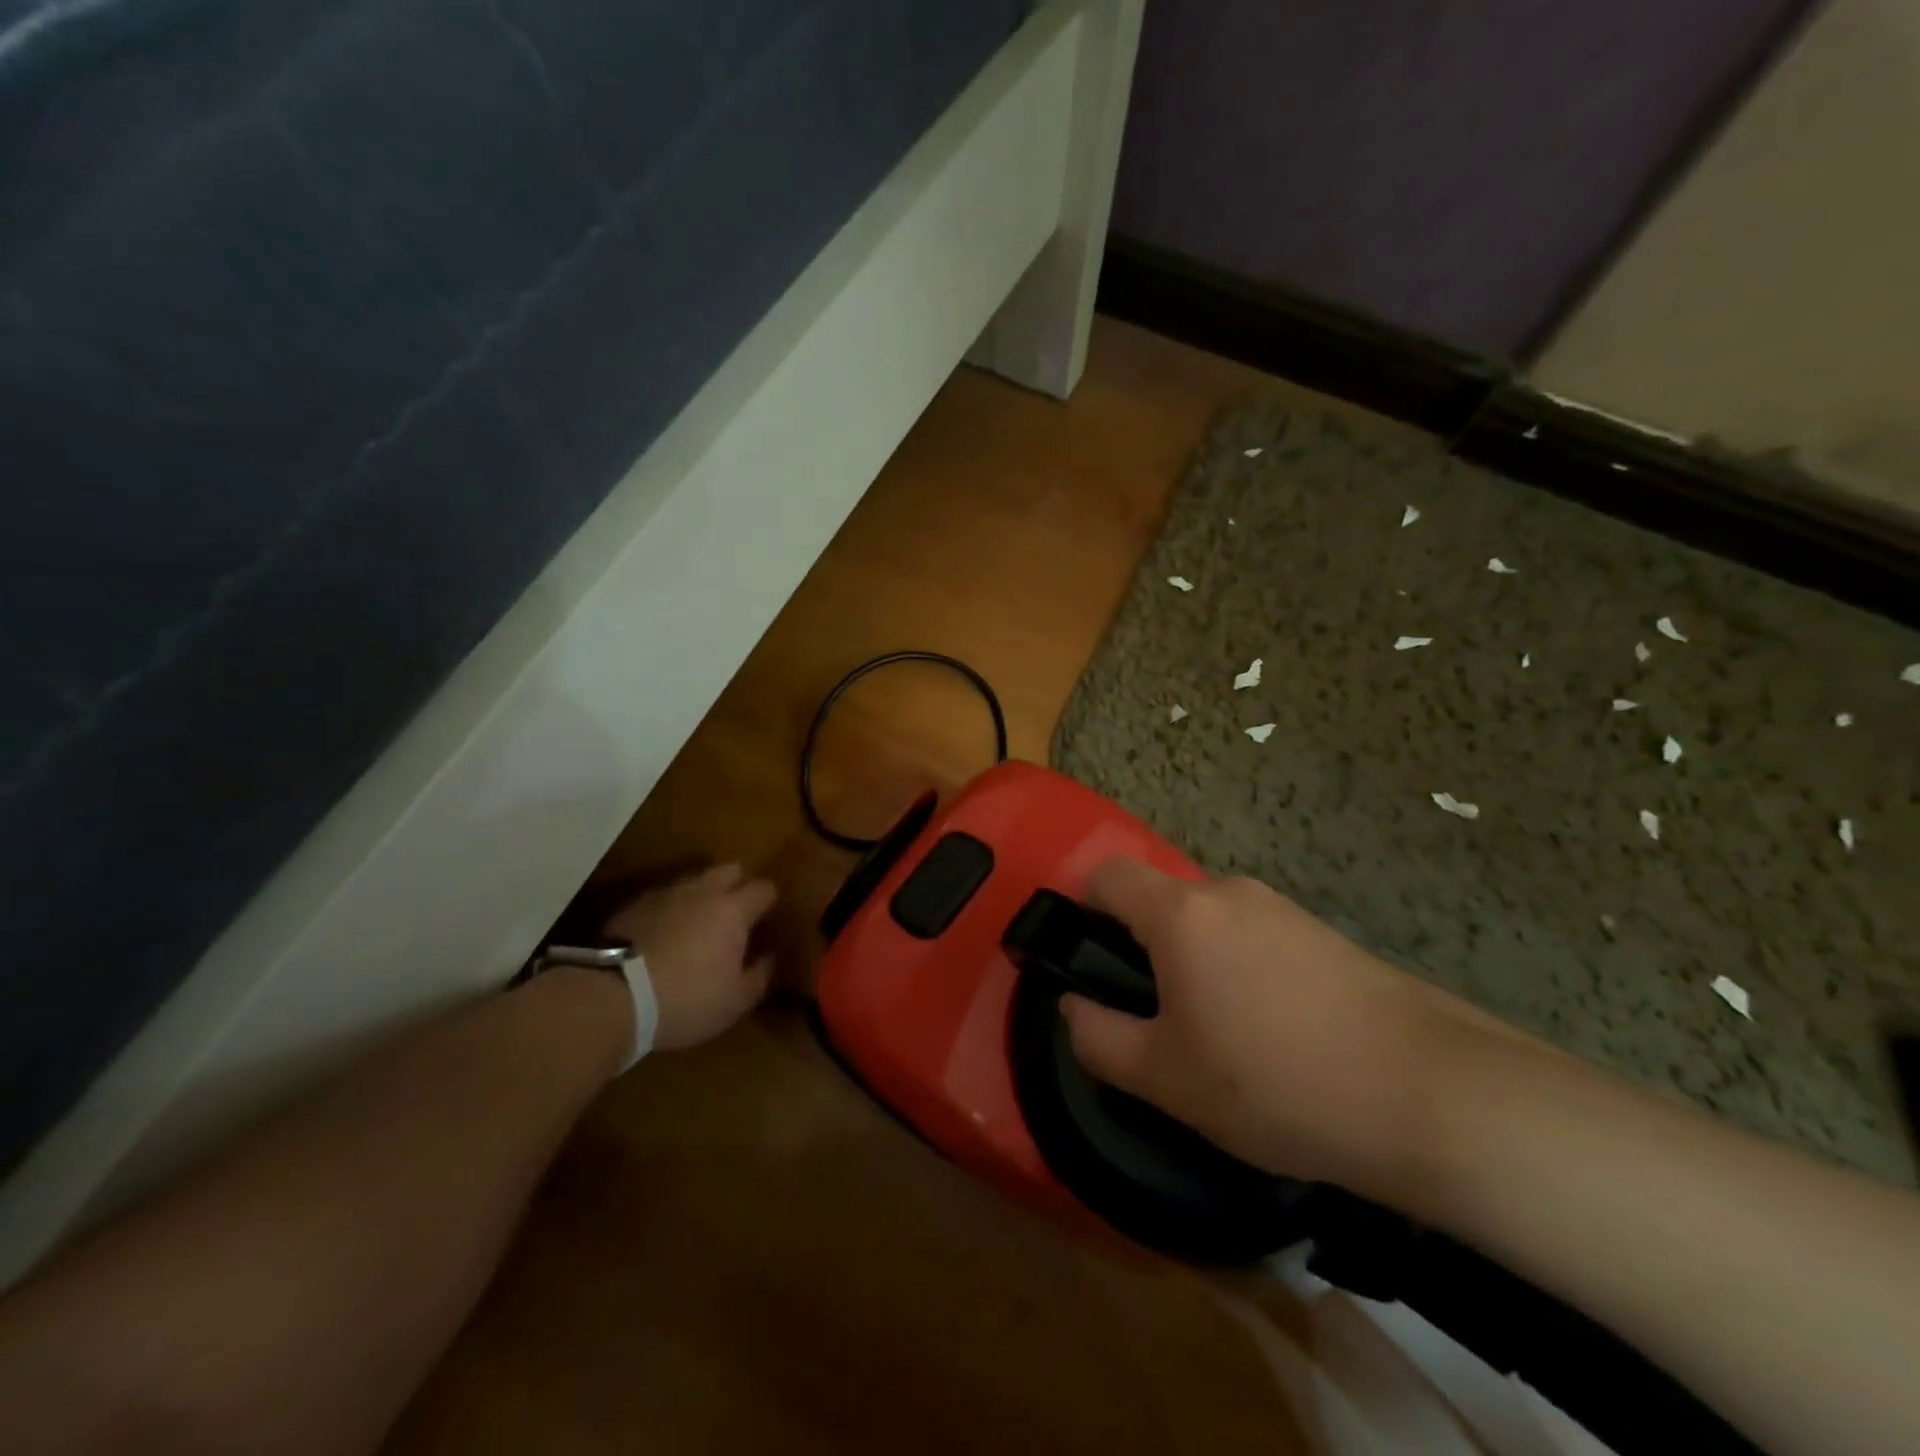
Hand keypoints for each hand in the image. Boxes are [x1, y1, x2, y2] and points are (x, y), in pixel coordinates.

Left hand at [604, 864, 777, 1051]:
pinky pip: (663, 898)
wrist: (611, 998)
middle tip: (736, 915)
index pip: (764, 888)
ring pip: (694, 881)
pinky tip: (665, 934)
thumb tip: (768, 956)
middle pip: (730, 869)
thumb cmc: (685, 1000)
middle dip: (738, 885)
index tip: (766, 921)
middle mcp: (702, 891)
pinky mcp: (633, 905)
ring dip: (702, 896)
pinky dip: (671, 910)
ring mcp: (664, 894)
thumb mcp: (735, 1001)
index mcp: (733, 909)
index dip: (769, 902)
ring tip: (698, 925)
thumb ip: (759, 975)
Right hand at [1059, 859, 1492, 1200]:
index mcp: (1181, 913)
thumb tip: (1072, 1008)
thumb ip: (1098, 1038)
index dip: (1085, 910)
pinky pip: (1256, 938)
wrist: (1433, 1096)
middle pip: (1161, 902)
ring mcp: (1284, 909)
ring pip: (1210, 924)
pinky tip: (1276, 1036)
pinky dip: (1243, 973)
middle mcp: (1229, 892)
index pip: (1108, 874)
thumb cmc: (1276, 1082)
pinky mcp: (1325, 934)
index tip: (1094, 966)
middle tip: (1160, 1023)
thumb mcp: (1167, 1079)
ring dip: (1197, 966)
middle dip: (1145, 952)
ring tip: (1223, 1041)